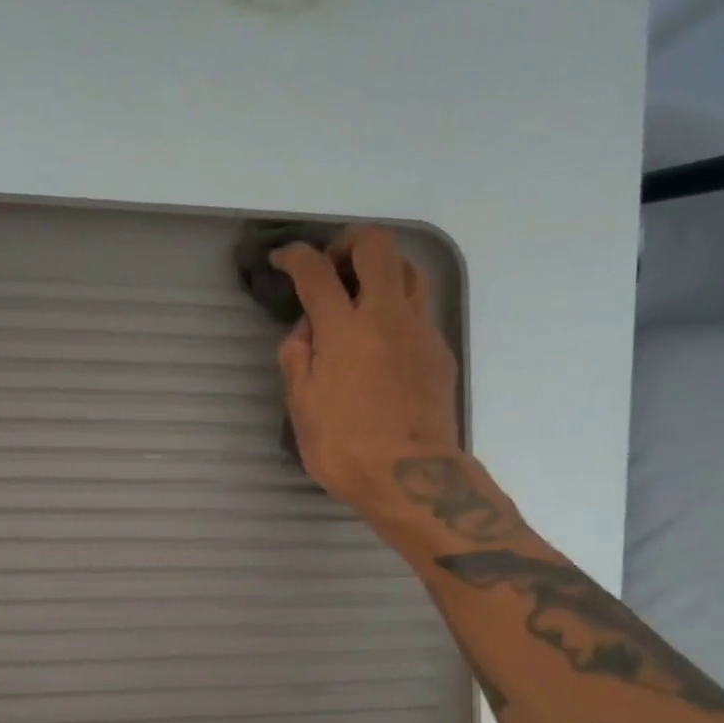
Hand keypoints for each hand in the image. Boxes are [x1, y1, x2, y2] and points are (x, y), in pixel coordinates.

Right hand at [272, 225, 460, 517]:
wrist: (411, 479)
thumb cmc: (345, 448)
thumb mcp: (301, 407)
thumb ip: (297, 358)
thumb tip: (307, 330)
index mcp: (344, 329)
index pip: (316, 271)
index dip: (295, 257)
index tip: (284, 260)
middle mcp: (387, 316)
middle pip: (377, 246)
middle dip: (349, 243)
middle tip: (332, 269)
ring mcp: (420, 331)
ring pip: (410, 269)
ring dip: (382, 269)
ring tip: (362, 296)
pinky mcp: (439, 351)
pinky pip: (420, 309)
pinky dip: (398, 308)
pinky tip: (383, 341)